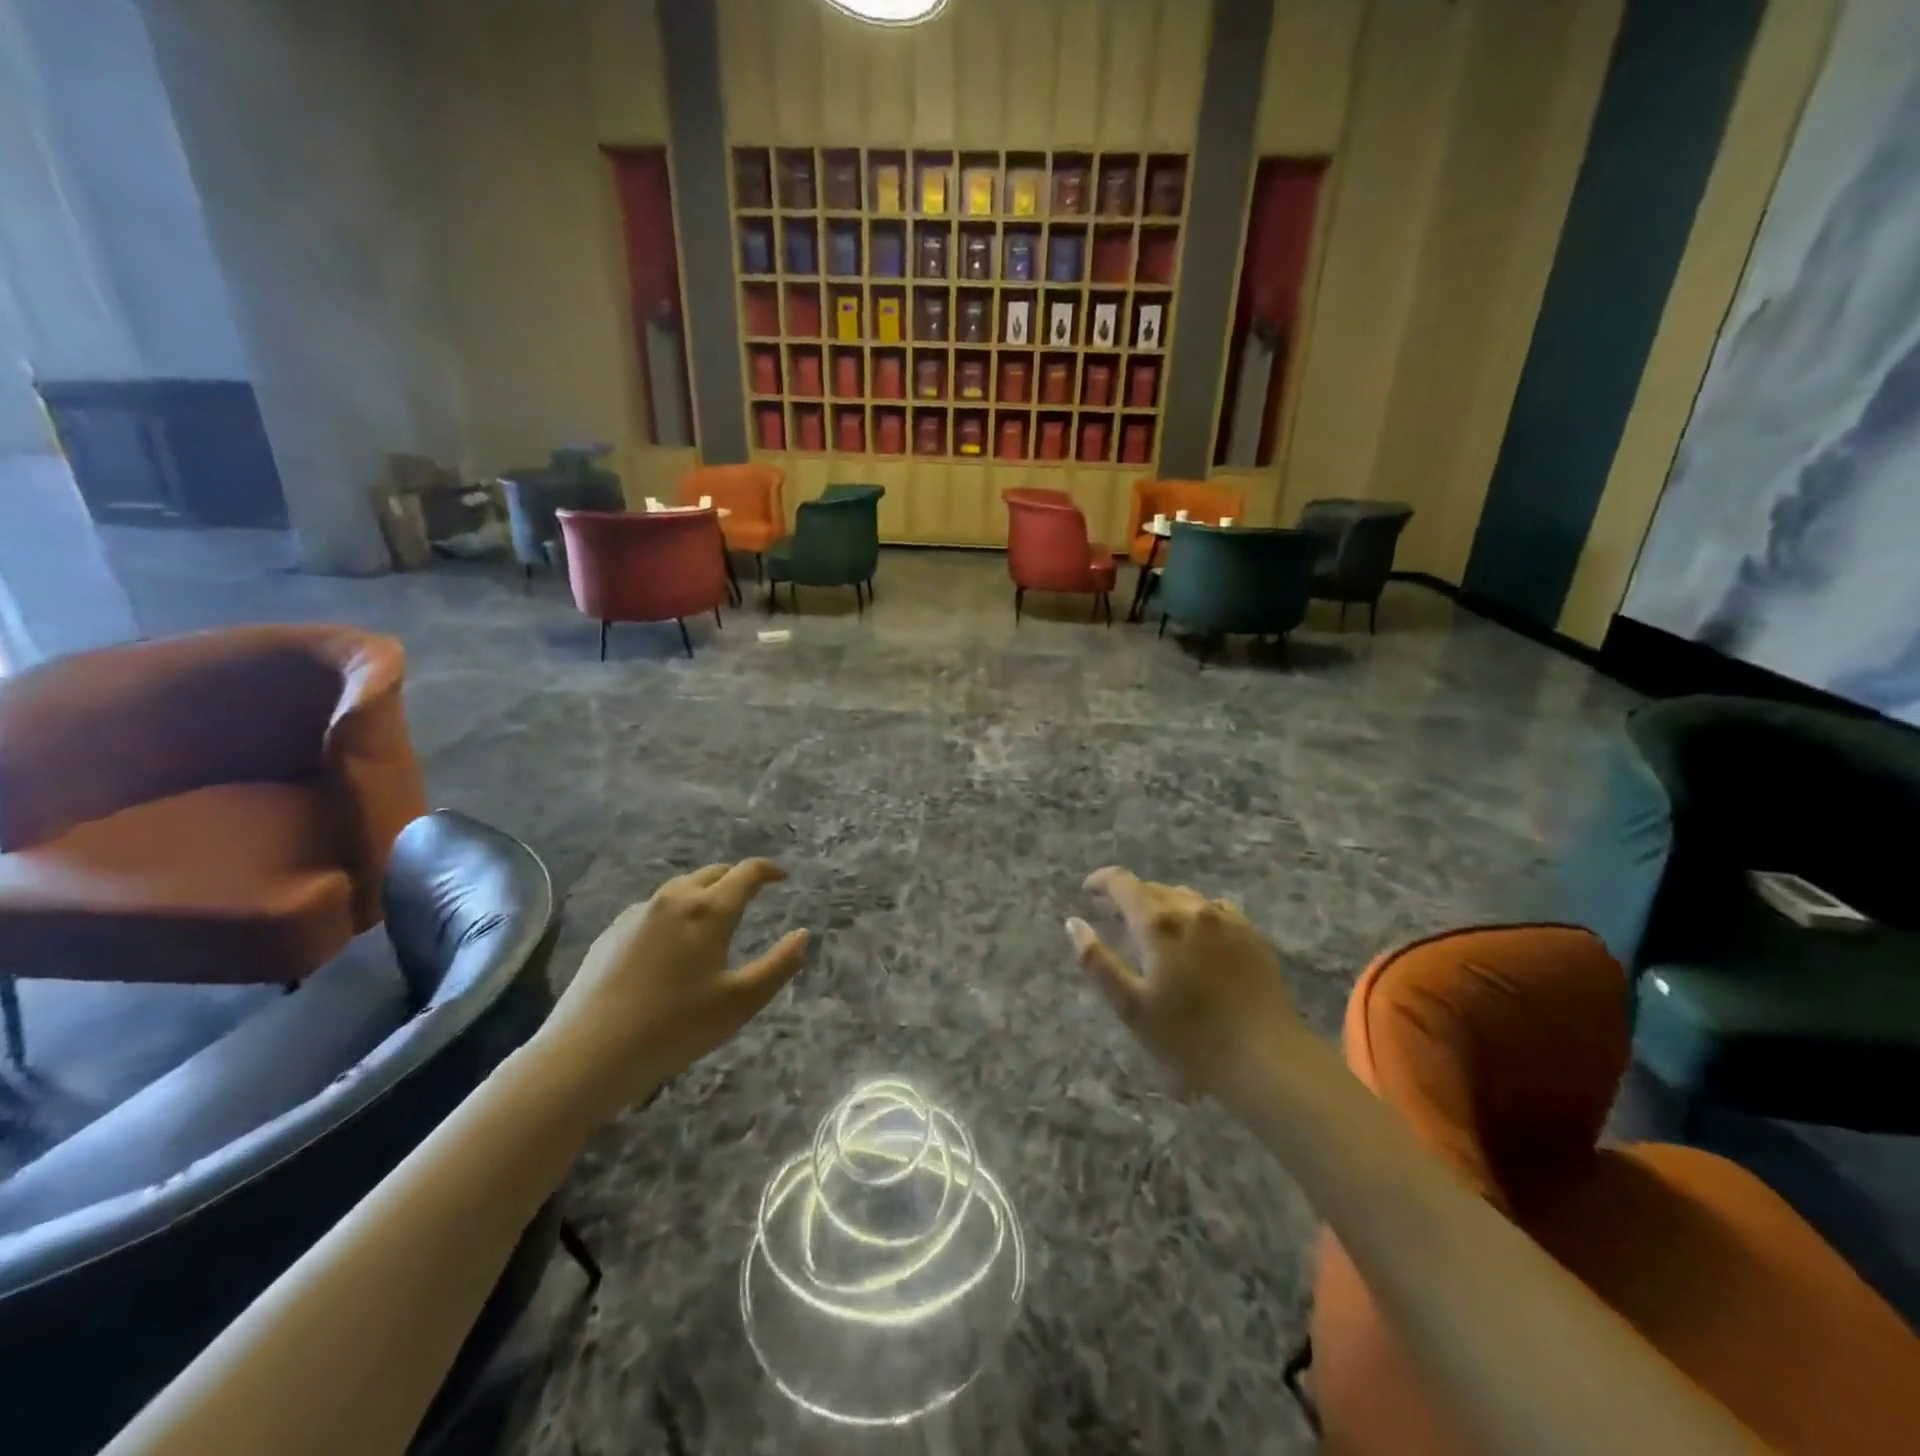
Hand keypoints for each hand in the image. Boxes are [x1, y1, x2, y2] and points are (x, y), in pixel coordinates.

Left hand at [539, 860, 808, 1117]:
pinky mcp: (610, 933)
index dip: (768, 870)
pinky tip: (670, 945)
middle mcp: (673, 899)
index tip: (781, 877)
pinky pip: (653, 909)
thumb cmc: (674, 1028)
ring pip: (680, 889)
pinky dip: (673, 913)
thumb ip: (779, 965)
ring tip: (712, 919)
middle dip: (735, 878)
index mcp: (709, 910)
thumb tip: (803, 935)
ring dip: (703, 893)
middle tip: (751, 895)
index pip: (746, 873)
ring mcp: (637, 914)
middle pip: (712, 873)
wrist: (586, 1054)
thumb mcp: (741, 1002)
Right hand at [1067, 868, 1306, 1104]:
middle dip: (1132, 897)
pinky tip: (1199, 941)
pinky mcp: (1253, 936)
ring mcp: (1228, 920)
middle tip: (1119, 918)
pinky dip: (1197, 917)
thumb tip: (1074, 923)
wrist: (1267, 1057)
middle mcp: (1193, 910)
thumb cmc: (1190, 1037)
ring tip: (1158, 929)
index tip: (1088, 891)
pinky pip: (1217, 912)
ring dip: (1165, 905)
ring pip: (1186, 898)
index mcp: (1158, 923)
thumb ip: (1097, 962)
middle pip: (1154, 889)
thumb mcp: (1130, 1007)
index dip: (1102, 881)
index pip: (1123, 883)